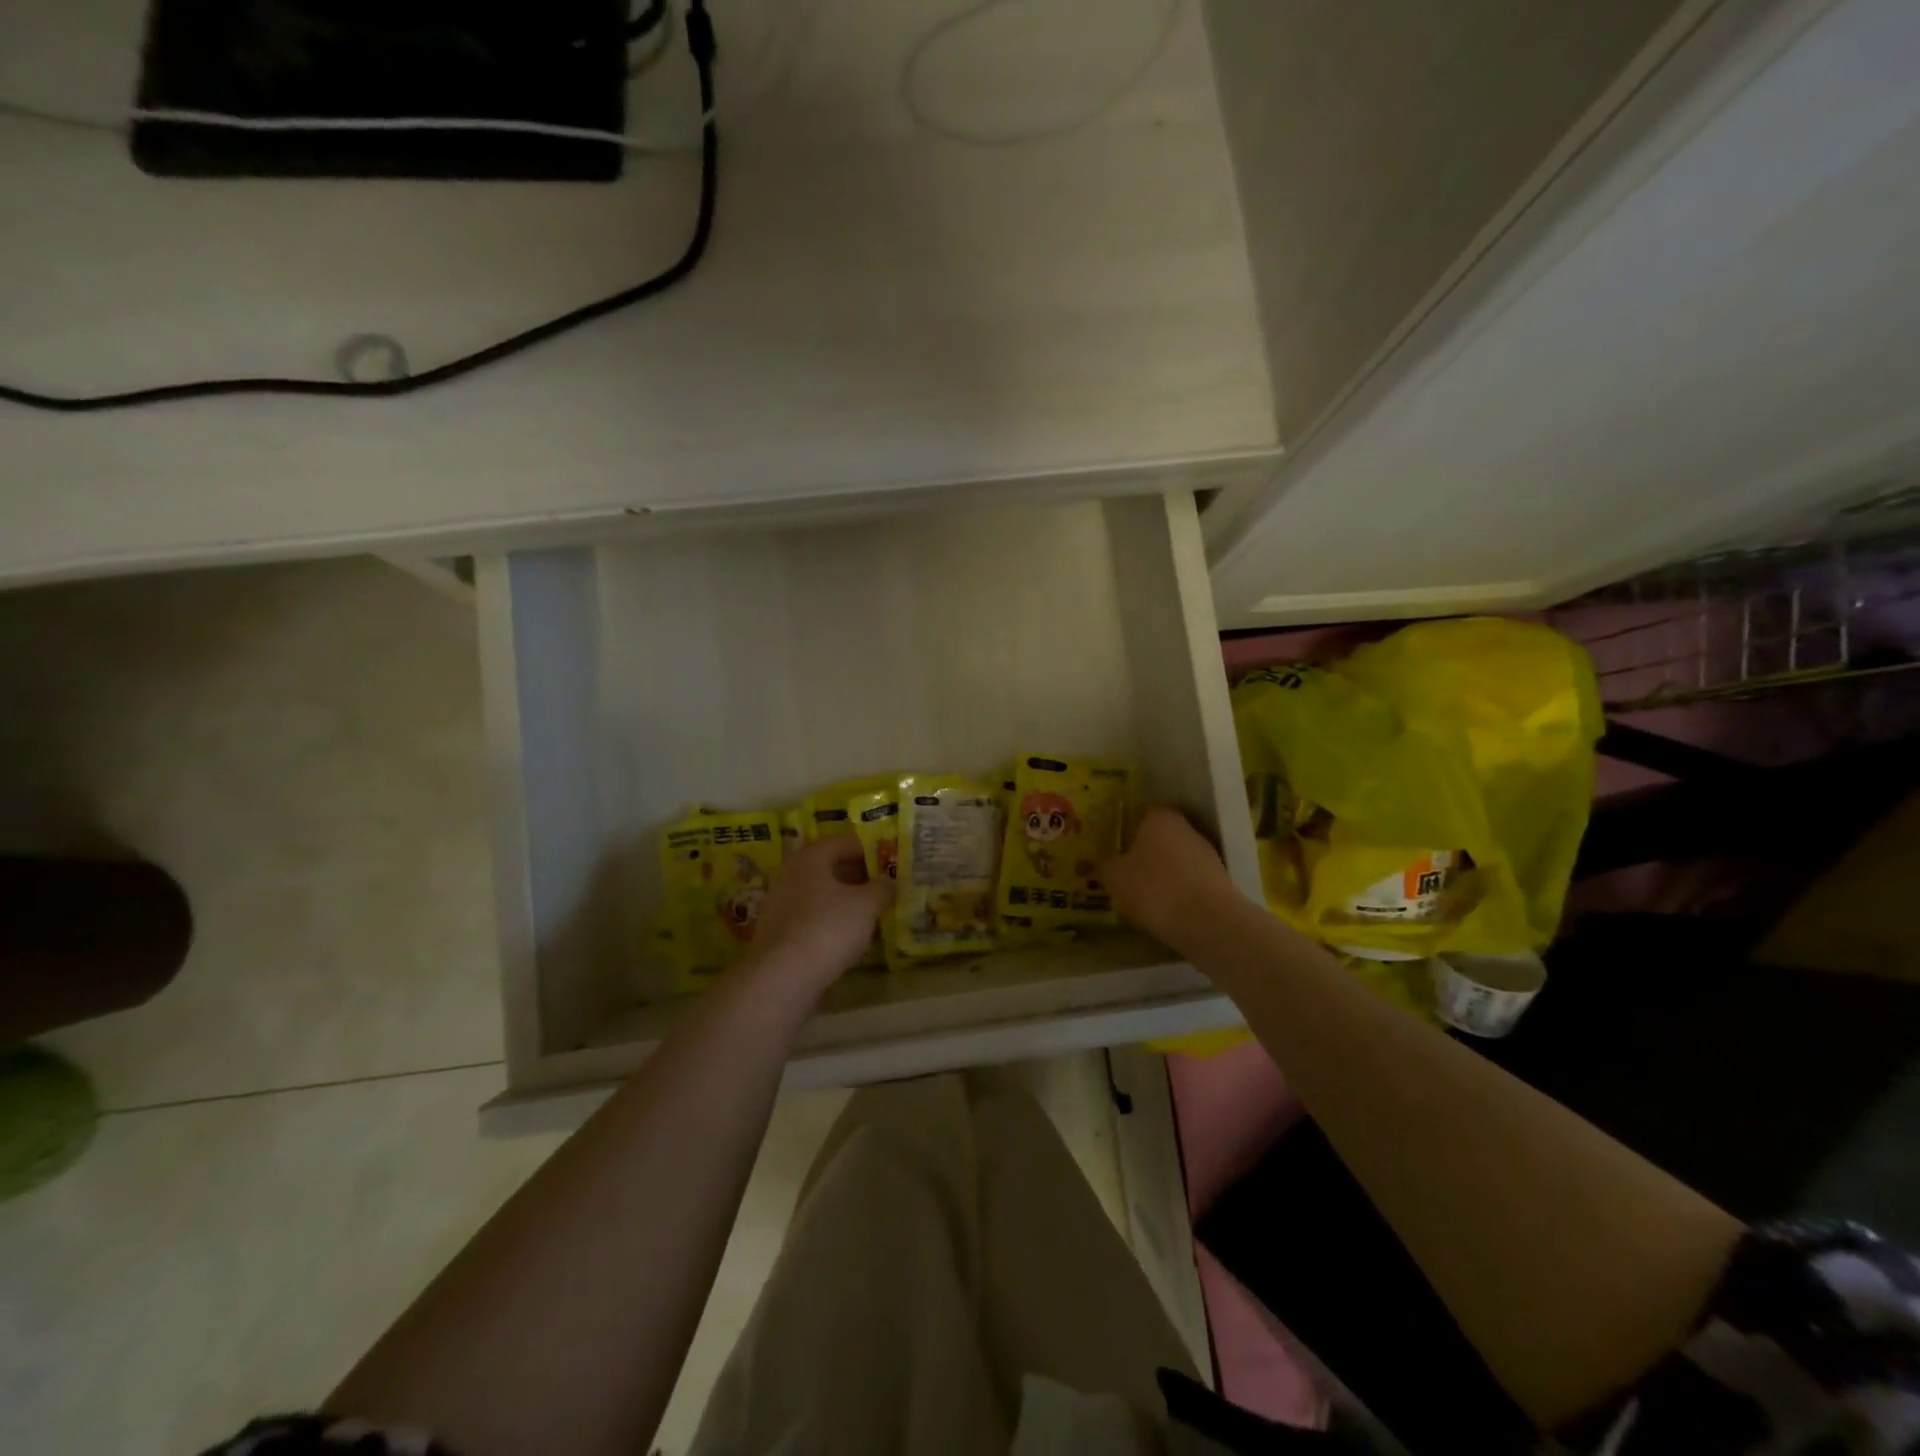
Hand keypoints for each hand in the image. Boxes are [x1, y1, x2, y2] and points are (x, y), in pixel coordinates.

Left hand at [744, 835, 890, 987]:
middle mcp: (790, 875)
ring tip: (872, 910)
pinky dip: (831, 920)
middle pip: (830, 867)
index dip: (871, 848)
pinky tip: (849, 935)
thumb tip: (890, 882)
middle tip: (885, 884)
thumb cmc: (828, 928)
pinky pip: (811, 917)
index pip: (845, 842)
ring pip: (820, 894)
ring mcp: (780, 906)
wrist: (783, 978)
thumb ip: (882, 888)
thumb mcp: (866, 905)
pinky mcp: (778, 934)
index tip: (892, 859)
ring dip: (845, 899)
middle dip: (859, 874)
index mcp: (810, 858)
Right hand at [1103, 806, 1242, 949]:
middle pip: (1162, 838)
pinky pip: (1191, 883)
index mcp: (1161, 817)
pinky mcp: (1222, 883)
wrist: (1209, 923)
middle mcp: (1188, 829)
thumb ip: (1105, 866)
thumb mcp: (1115, 878)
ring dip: (1164, 876)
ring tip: (1145, 900)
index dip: (1128, 832)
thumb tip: (1101, 863)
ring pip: (1178, 861)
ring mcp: (1208, 855)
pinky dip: (1180, 894)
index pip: (1142, 815)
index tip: (1117, 851)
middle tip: (1127, 876)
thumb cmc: (1154, 888)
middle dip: (1147, 855)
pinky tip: (1167, 912)